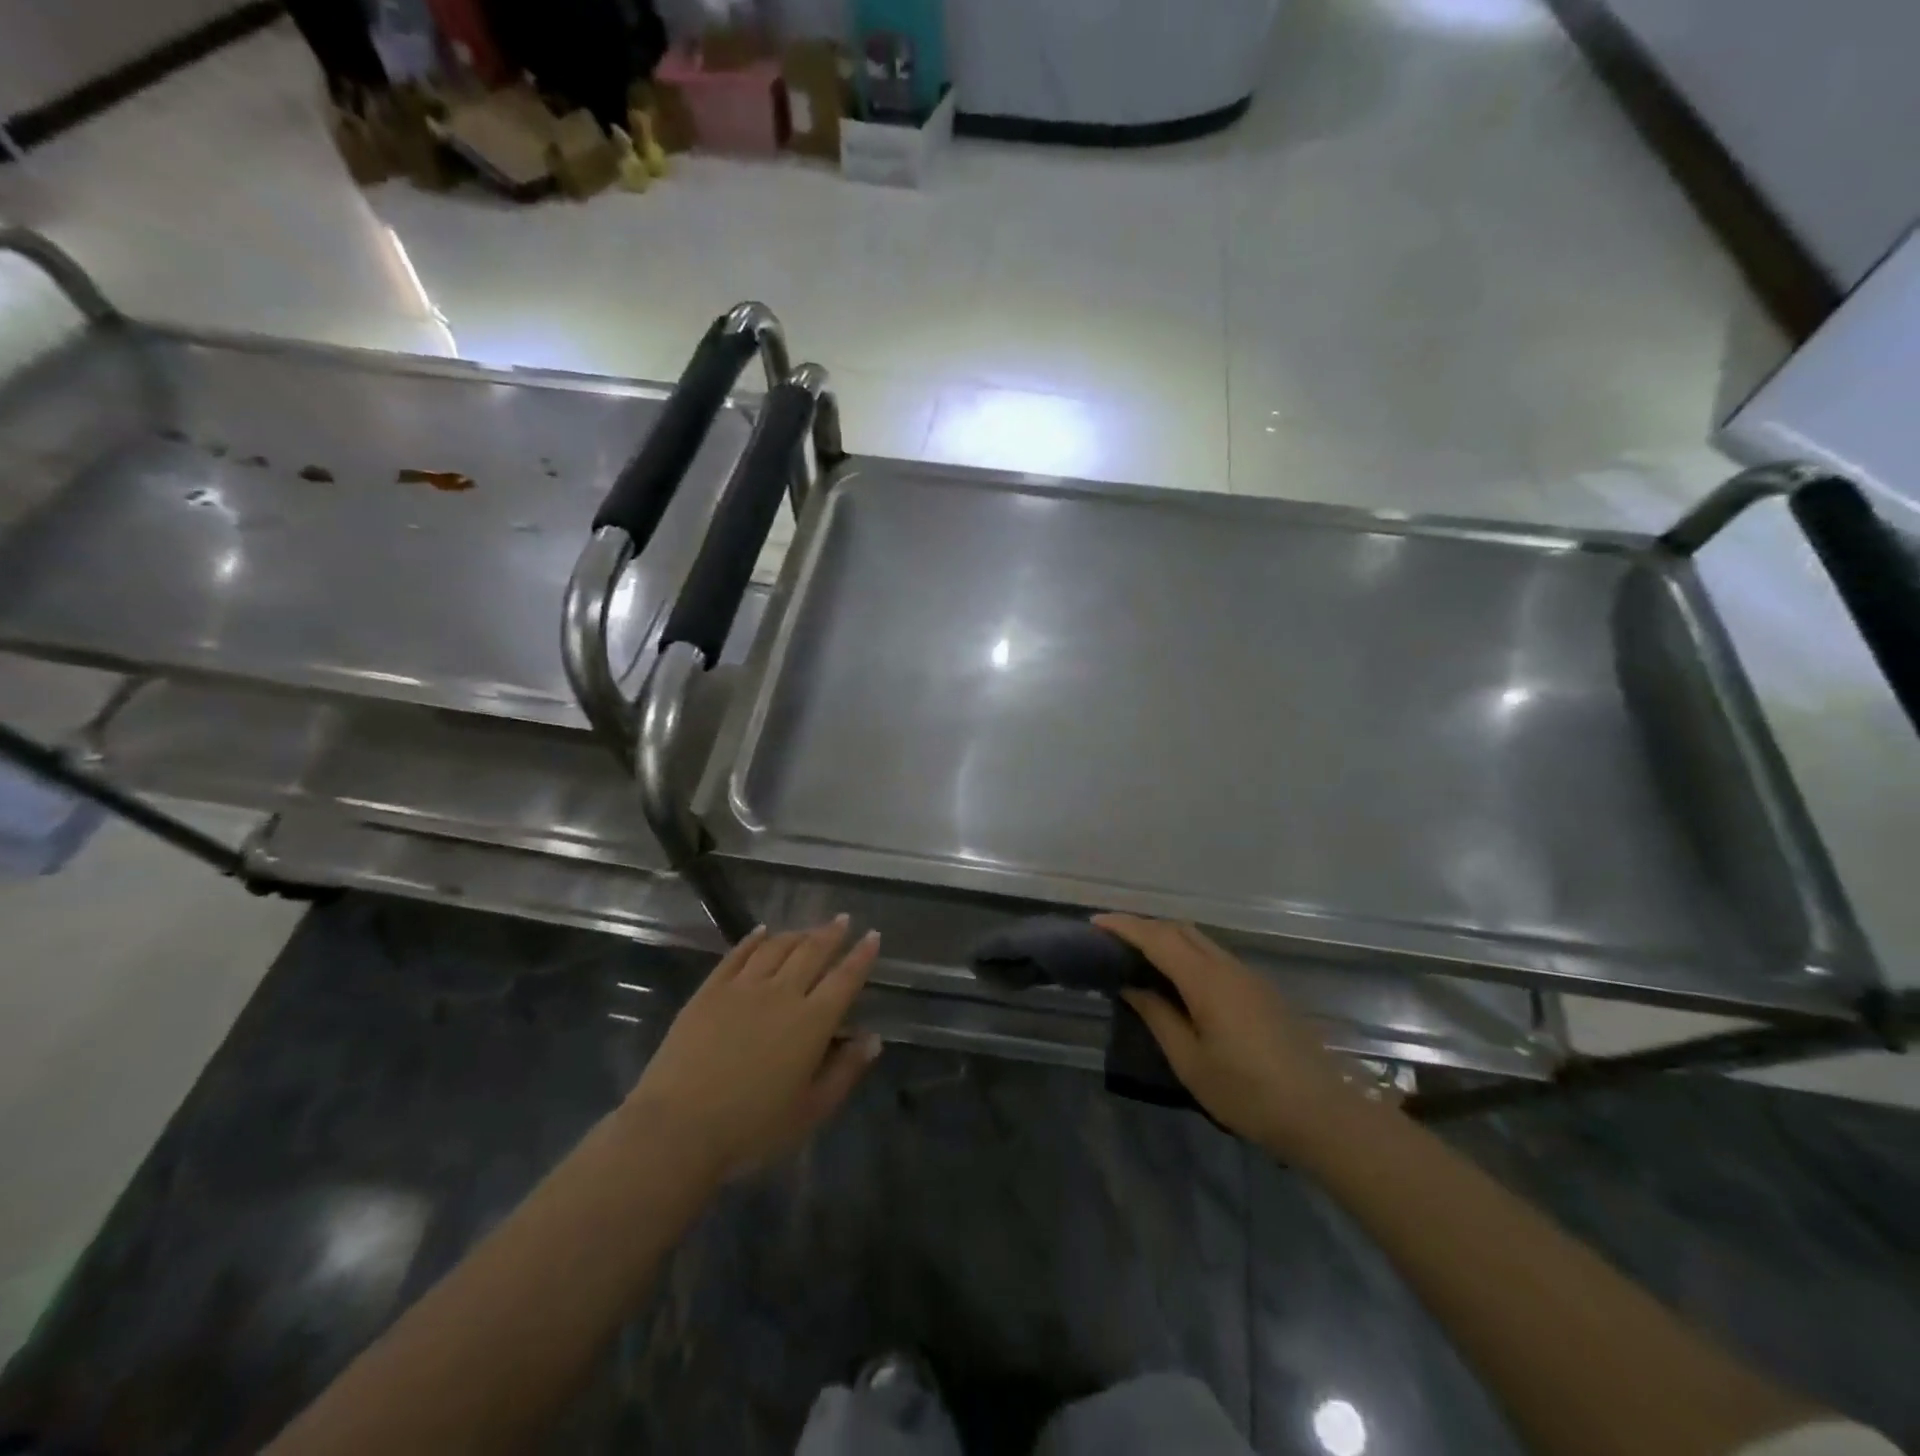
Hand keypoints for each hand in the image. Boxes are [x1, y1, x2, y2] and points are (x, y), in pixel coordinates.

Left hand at [625, 917, 881, 1181]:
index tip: (873, 935)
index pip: (845, 978)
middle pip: (812, 952)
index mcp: (812, 1021)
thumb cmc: (752, 1128)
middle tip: (843, 919)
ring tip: (808, 929)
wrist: (678, 1128)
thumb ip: (845, 1071)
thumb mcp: (811, 1111)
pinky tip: (761, 932)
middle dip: (831, 933)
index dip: (861, 956)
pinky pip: (737, 955)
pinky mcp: (710, 991)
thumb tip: (872, 1039)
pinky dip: (753, 940)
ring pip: (776, 948)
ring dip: (796, 934)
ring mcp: (742, 987)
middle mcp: (782, 993)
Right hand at [1095, 915, 1369, 1155]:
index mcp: (1206, 980)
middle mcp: (1227, 966)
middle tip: (1111, 940)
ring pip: (1199, 940)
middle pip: (1179, 929)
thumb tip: (1131, 986)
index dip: (1123, 926)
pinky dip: (1186, 954)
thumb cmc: (1249, 1093)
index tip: (1094, 923)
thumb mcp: (1191, 1062)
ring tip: (1137, 957)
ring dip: (1166, 938)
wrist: (1324, 1114)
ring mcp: (1248, 976)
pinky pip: (1214, 956)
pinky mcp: (1260, 990)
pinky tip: (1176, 979)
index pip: (1156, 938)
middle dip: (1143, 926)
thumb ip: (1158, 1017)